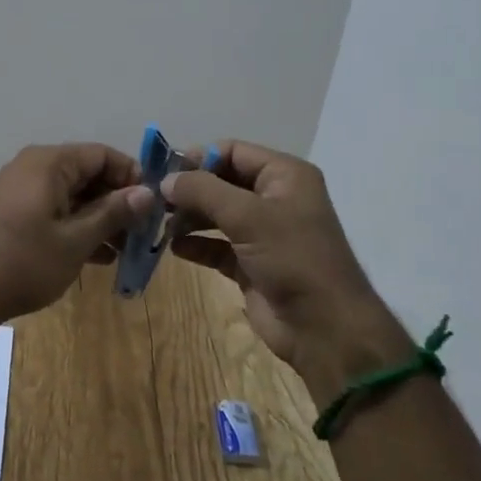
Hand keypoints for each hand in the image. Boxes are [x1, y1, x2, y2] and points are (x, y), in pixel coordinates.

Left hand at [0, 143, 153, 337]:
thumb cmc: (21, 262)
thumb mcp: (75, 240)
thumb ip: (112, 213)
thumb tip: (147, 193)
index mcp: (49, 163)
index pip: (102, 155)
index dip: (131, 177)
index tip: (153, 207)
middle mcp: (34, 168)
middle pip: (87, 175)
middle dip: (117, 202)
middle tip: (143, 234)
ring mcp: (21, 193)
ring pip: (72, 197)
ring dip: (99, 220)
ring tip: (126, 251)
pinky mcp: (13, 216)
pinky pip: (54, 212)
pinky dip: (76, 229)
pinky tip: (98, 258)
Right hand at [165, 140, 405, 387]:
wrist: (325, 329)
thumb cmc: (293, 259)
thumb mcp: (248, 216)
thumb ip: (203, 190)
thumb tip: (166, 180)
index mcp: (284, 175)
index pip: (232, 151)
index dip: (198, 158)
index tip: (163, 171)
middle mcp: (274, 198)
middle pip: (221, 181)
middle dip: (189, 190)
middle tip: (155, 200)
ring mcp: (263, 233)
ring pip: (216, 214)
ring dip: (189, 217)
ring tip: (161, 224)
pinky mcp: (251, 264)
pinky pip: (216, 245)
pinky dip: (196, 244)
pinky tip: (175, 248)